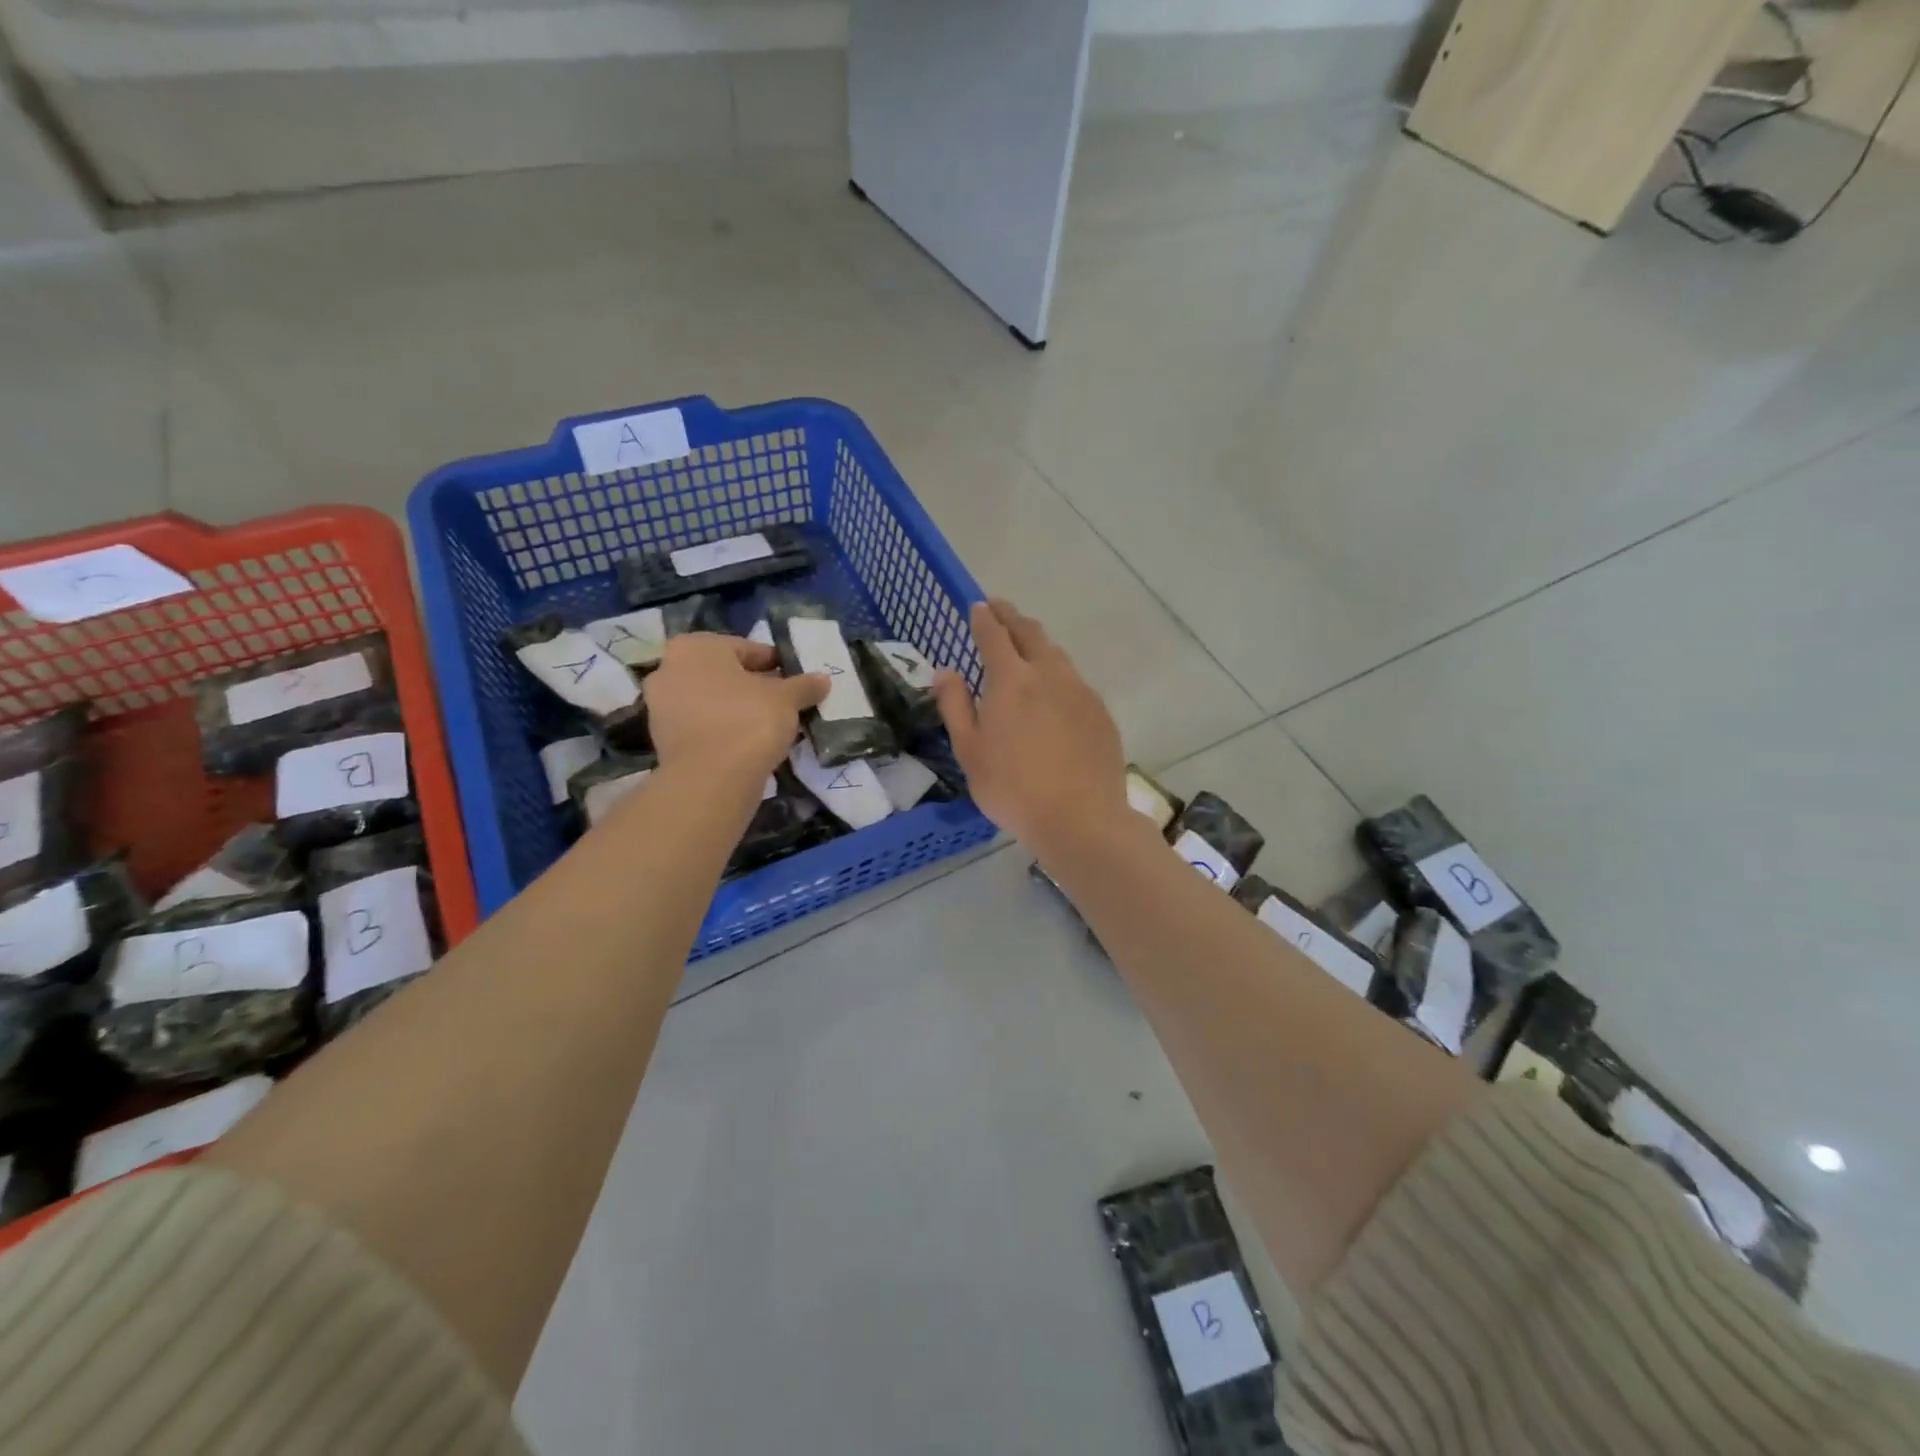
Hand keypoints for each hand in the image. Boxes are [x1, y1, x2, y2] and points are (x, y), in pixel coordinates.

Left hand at [645, 634, 827, 782]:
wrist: (711, 780)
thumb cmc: (748, 721)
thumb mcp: (786, 699)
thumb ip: (804, 685)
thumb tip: (822, 679)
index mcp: (695, 647)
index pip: (746, 649)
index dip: (776, 664)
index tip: (795, 681)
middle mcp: (669, 668)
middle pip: (725, 674)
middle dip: (754, 687)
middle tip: (784, 704)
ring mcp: (661, 706)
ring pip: (712, 700)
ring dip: (738, 709)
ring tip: (770, 726)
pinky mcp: (662, 739)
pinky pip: (702, 726)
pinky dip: (723, 730)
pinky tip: (748, 744)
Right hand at [933, 599, 1129, 855]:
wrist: (1080, 818)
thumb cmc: (1012, 788)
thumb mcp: (969, 751)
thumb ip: (955, 705)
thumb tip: (945, 672)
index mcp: (1012, 680)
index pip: (994, 635)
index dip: (984, 618)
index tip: (978, 606)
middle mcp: (1049, 674)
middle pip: (1030, 633)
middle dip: (1012, 617)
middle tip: (1000, 610)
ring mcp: (1080, 691)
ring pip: (1057, 654)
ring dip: (1038, 642)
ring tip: (1026, 645)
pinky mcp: (1100, 712)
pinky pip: (1074, 680)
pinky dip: (1058, 673)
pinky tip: (1054, 691)